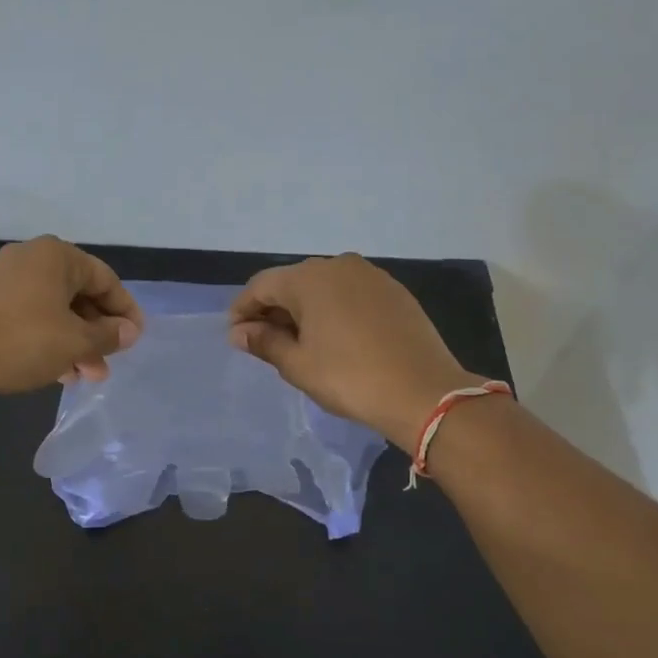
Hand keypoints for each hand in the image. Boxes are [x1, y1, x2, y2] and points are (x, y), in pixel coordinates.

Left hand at [0, 236, 143, 397]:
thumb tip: (129, 331)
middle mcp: (32, 259)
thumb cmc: (26, 341)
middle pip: (79, 295)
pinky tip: (60, 372)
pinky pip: (33, 318)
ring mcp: (7, 280)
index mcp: (56, 255)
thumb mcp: (77, 341)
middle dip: (98, 333)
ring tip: (87, 376)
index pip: (105, 279)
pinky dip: (51, 340)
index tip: (136, 338)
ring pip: (56, 310)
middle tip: (110, 362)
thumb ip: (109, 334)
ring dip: (77, 342)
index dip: (125, 310)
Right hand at [228, 253, 484, 444]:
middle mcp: (338, 265)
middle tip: (263, 342)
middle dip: (273, 309)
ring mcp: (371, 276)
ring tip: (298, 343)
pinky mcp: (394, 292)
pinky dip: (333, 310)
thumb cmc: (349, 378)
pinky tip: (334, 338)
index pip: (261, 285)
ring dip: (304, 310)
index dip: (242, 309)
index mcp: (309, 278)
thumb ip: (264, 342)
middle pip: (292, 282)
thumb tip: (239, 332)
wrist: (423, 392)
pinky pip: (350, 294)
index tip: (234, 335)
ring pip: (323, 287)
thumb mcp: (298, 364)